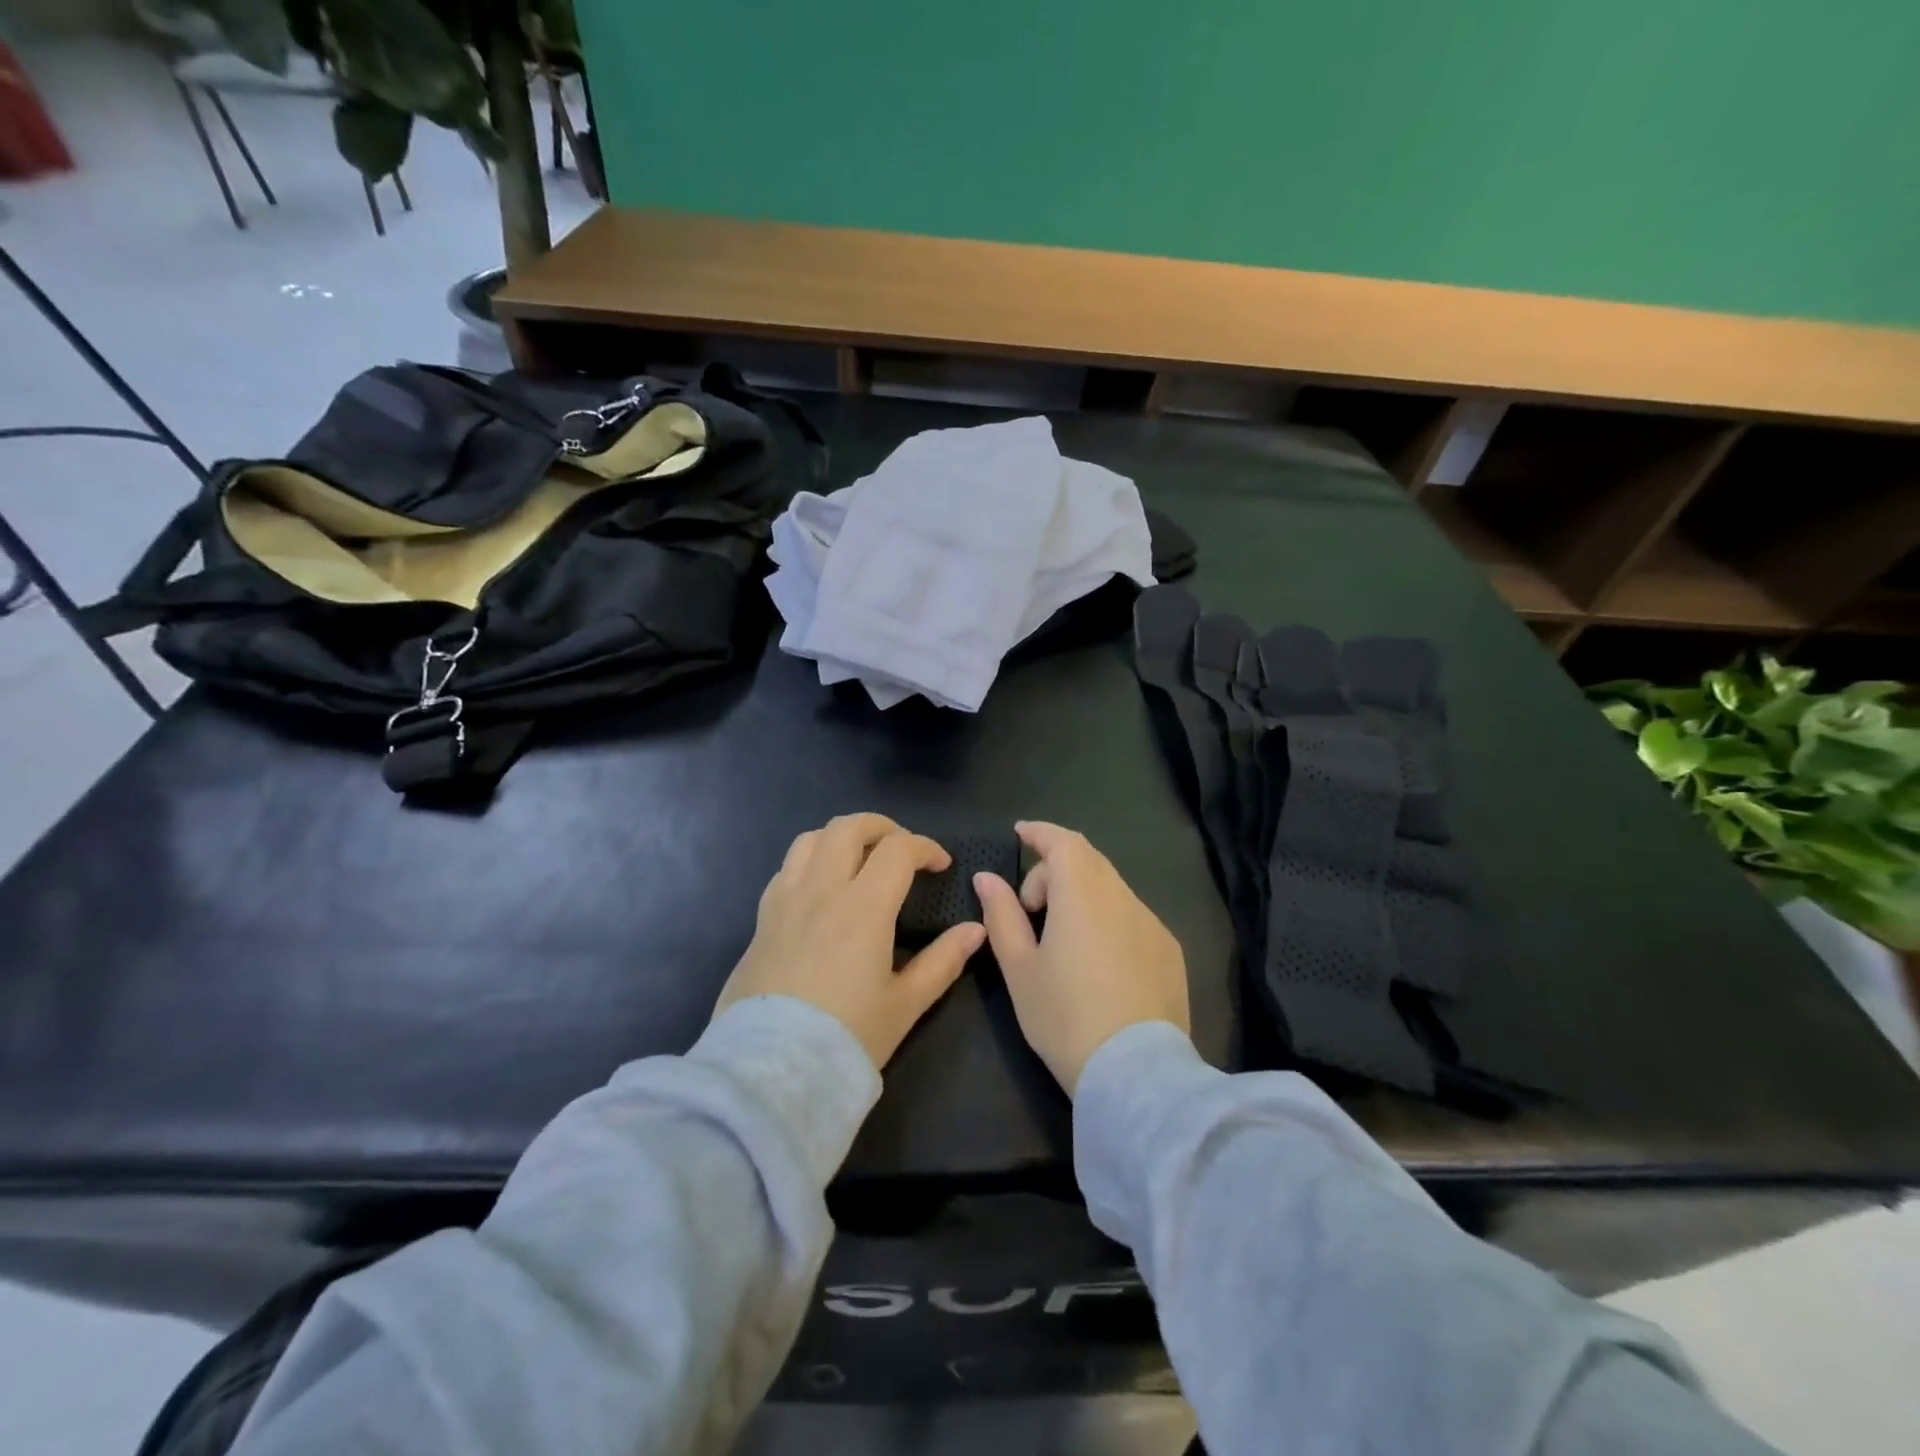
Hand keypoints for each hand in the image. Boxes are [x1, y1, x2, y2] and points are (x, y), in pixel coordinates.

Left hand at [715, 813, 984, 1068]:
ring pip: (810, 839)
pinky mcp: (761, 919)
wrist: (770, 1073)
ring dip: (841, 837)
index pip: (898, 849)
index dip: (925, 847)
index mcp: (863, 907)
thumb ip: (943, 961)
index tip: (940, 866)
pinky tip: (821, 888)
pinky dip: (810, 861)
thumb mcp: (905, 1004)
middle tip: (901, 849)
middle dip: (882, 827)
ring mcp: (785, 901)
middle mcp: (821, 890)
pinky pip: (786, 869)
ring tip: (859, 859)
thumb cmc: (846, 1037)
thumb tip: (976, 930)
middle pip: (848, 827)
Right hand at [974, 822, 1188, 1094]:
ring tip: (1062, 938)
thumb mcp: (1019, 968)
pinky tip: (1098, 961)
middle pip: (1087, 859)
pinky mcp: (1169, 949)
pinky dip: (1108, 917)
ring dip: (1082, 894)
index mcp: (1082, 895)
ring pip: (1111, 887)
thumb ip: (1001, 915)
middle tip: (1031, 905)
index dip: (1040, 832)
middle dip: (1055, 868)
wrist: (1135, 1074)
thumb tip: (987, 877)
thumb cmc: (1064, 1018)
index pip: (1063, 841)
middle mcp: (1122, 897)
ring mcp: (1151, 923)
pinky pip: (1132, 914)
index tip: (1020, 832)